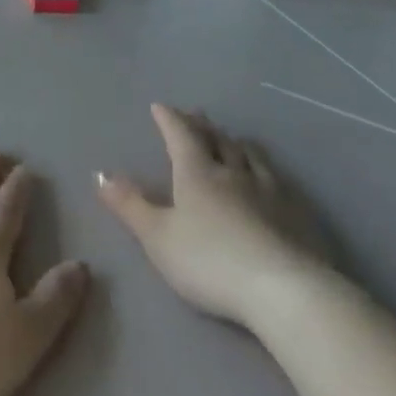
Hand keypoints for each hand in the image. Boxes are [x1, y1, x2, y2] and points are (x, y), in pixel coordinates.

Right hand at [98, 105, 332, 328]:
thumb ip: (130, 205)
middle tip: (195, 114)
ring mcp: (268, 189)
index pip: (180, 134)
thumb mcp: (158, 237)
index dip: (169, 119)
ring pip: (248, 154)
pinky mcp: (295, 212)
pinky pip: (274, 176)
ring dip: (234, 142)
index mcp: (197, 172)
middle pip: (216, 138)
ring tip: (230, 138)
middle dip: (201, 125)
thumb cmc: (209, 261)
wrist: (282, 289)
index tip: (160, 106)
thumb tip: (100, 174)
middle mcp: (233, 171)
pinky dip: (262, 166)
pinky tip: (267, 176)